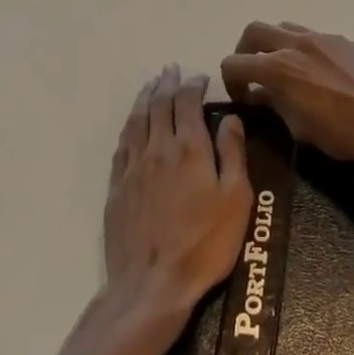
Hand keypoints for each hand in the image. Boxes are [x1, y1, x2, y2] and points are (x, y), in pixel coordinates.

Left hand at [104, 65, 251, 326]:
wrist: (152, 285)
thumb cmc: (204, 244)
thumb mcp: (236, 199)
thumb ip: (233, 153)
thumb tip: (230, 118)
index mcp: (189, 147)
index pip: (187, 102)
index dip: (193, 85)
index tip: (200, 77)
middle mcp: (158, 147)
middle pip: (159, 104)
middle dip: (168, 83)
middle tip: (172, 70)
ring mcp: (133, 166)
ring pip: (137, 119)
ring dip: (146, 97)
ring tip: (152, 84)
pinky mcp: (117, 186)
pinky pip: (122, 143)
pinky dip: (130, 124)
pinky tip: (133, 122)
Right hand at [219, 22, 353, 173]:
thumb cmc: (345, 135)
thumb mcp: (300, 129)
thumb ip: (275, 105)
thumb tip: (260, 94)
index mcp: (279, 67)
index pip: (235, 62)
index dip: (230, 81)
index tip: (242, 98)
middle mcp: (297, 43)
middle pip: (254, 31)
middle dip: (245, 51)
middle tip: (253, 74)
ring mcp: (324, 38)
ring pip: (285, 28)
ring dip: (275, 45)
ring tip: (286, 71)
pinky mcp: (347, 41)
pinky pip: (315, 36)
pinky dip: (304, 49)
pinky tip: (319, 74)